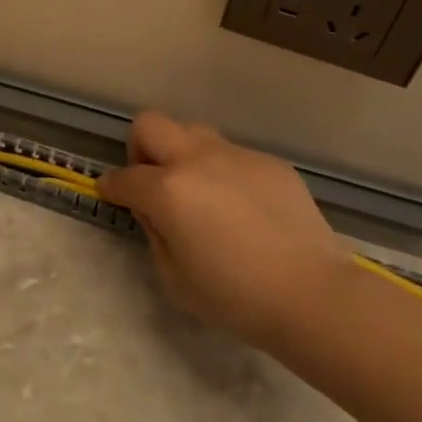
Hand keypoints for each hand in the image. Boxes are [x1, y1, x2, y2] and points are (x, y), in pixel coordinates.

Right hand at [98, 111, 351, 347]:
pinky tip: (243, 209)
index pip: (124, 177)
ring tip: (200, 192)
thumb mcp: (174, 278)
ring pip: (194, 132)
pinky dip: (224, 173)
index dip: (110, 186)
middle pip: (151, 124)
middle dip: (140, 148)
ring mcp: (237, 156)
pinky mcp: (270, 163)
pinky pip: (233, 156)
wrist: (313, 294)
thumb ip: (155, 234)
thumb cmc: (236, 297)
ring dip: (183, 155)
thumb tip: (154, 210)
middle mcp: (197, 160)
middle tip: (152, 182)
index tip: (109, 193)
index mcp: (168, 190)